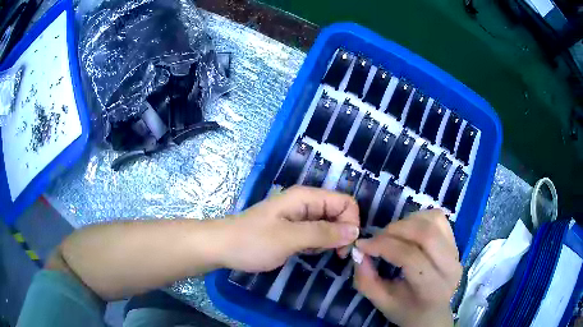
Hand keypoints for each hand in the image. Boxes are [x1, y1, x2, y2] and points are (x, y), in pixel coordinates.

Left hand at [217, 186, 359, 271]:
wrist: (222, 247)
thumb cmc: (253, 241)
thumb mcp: (290, 238)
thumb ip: (324, 233)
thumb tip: (356, 231)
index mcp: (306, 197)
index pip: (345, 202)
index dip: (351, 222)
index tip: (345, 247)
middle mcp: (306, 204)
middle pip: (339, 213)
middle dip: (341, 233)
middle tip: (334, 255)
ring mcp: (299, 217)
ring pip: (329, 226)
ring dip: (328, 241)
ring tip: (310, 252)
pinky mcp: (294, 230)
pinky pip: (316, 235)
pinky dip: (316, 245)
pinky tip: (303, 253)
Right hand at [354, 209, 461, 326]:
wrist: (433, 313)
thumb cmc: (406, 310)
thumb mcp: (381, 302)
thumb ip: (366, 280)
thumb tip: (359, 252)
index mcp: (432, 288)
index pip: (409, 257)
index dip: (383, 246)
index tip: (362, 245)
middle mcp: (450, 266)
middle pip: (425, 233)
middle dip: (395, 229)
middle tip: (378, 237)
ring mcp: (456, 251)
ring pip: (433, 221)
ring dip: (408, 221)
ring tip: (393, 234)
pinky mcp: (456, 242)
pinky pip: (439, 218)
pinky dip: (420, 218)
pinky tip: (409, 230)